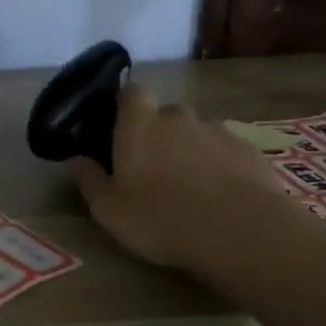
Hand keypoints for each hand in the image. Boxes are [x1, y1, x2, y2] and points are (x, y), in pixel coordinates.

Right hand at [69, 82, 303, 274]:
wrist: (244, 233)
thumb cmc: (162, 218)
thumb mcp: (109, 209)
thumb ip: (89, 180)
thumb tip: (75, 159)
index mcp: (139, 124)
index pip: (130, 92)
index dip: (125, 106)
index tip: (119, 129)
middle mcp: (178, 117)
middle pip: (164, 116)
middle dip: (158, 135)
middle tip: (152, 170)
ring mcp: (218, 132)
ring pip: (195, 135)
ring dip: (189, 153)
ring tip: (189, 191)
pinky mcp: (249, 152)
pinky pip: (224, 153)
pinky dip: (218, 168)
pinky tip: (219, 199)